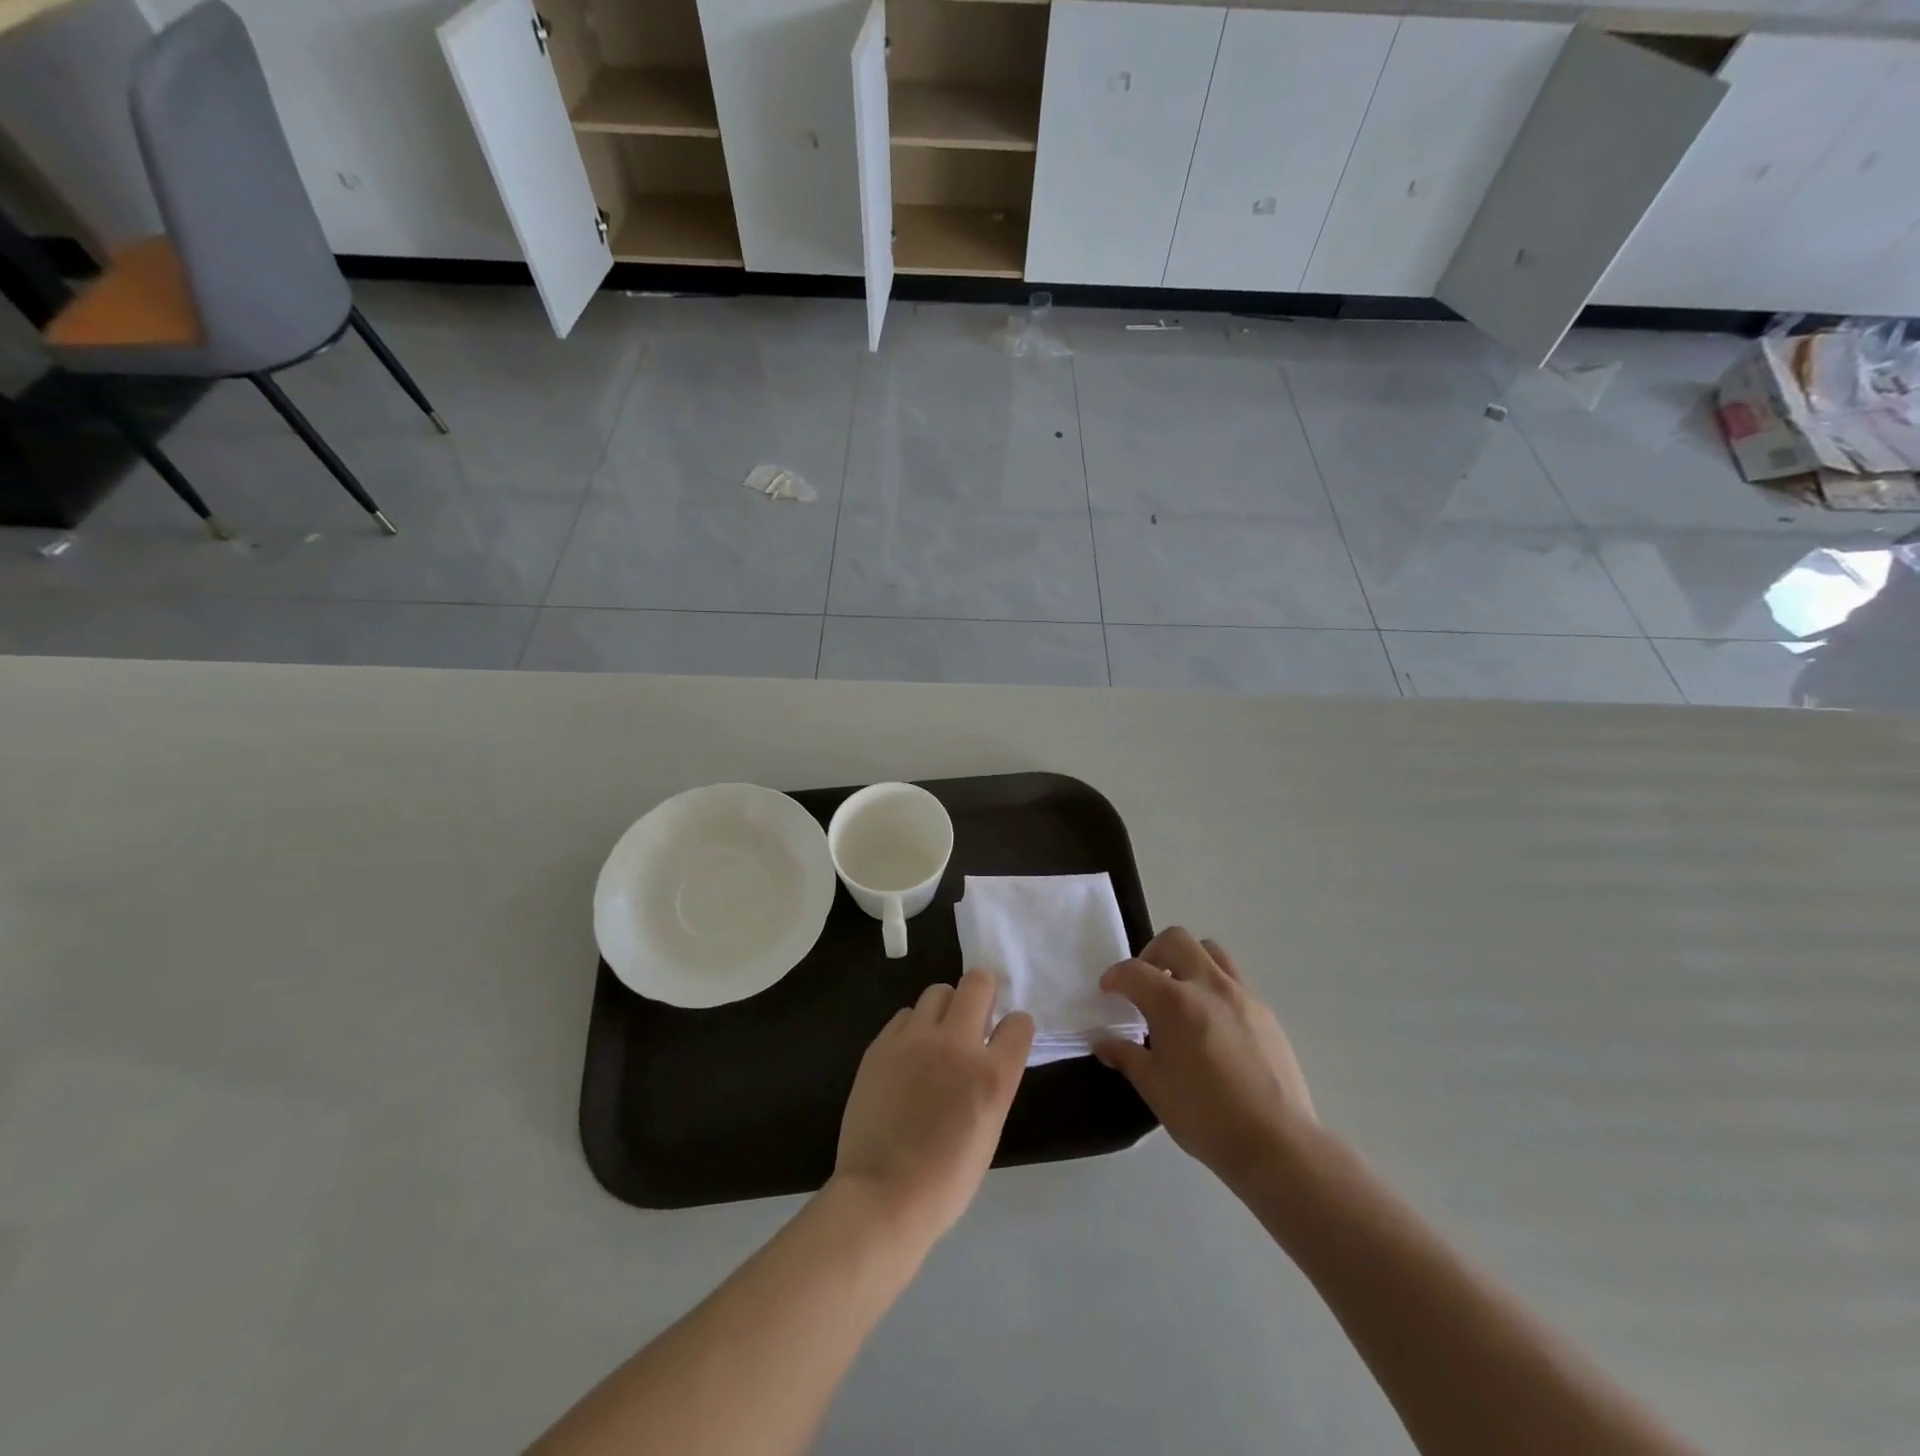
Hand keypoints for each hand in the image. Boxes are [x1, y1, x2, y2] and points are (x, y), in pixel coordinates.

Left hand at [833, 969, 1034, 1244]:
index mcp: (993, 1075)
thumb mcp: (988, 1129)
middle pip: (978, 982)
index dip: (1014, 1028)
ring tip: (937, 1038)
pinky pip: (905, 1015)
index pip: (1020, 1022)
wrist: (883, 1196)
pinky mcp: (882, 1043)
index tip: (1005, 1038)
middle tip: (974, 1020)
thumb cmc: (946, 1179)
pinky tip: (908, 1056)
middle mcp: (958, 1044)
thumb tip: (986, 1055)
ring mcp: (916, 1039)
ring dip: (945, 1009)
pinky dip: (913, 1028)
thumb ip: (992, 1081)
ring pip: (938, 991)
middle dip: (982, 994)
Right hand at [1092, 928, 1315, 1188]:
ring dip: (1188, 961)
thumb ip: (1126, 1055)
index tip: (1108, 991)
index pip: (1134, 971)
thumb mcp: (1154, 1087)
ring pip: (1210, 952)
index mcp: (1175, 1002)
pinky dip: (1213, 986)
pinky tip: (1211, 1023)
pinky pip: (1234, 980)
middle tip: (1145, 983)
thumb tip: (1103, 1042)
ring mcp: (1242, 996)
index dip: (1115, 977)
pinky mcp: (1265, 1012)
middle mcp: (1208, 986)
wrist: (1276, 1143)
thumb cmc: (1204, 1116)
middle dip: (1152, 953)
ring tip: (1180, 994)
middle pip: (1176, 941)